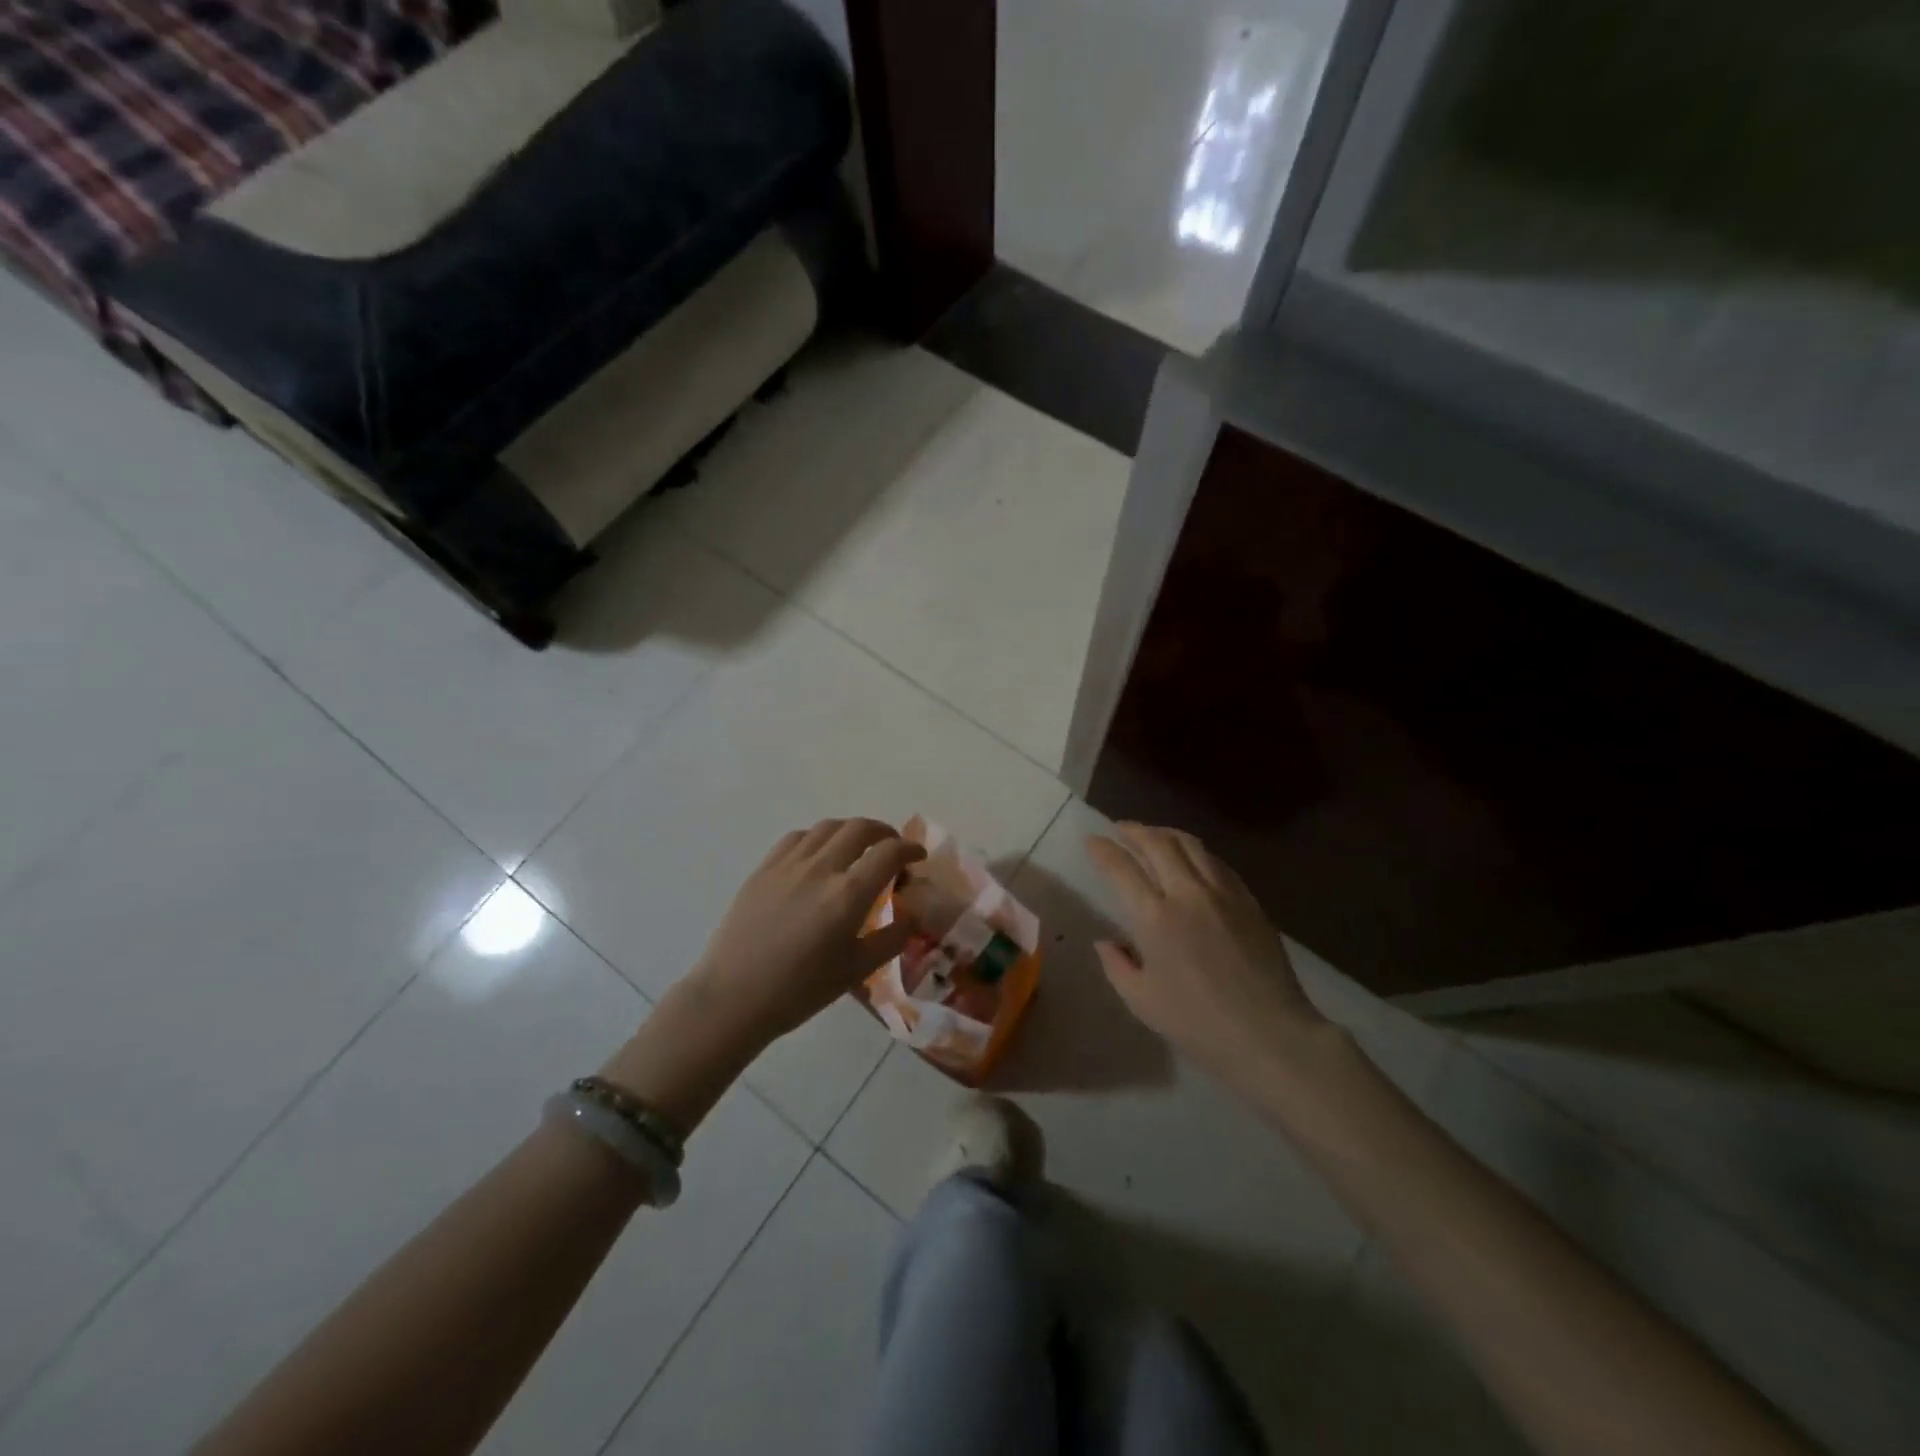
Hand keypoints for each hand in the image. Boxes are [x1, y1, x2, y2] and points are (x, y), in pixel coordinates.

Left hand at [687, 818, 924, 1046]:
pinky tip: (819, 855)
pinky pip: (798, 837)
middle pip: (860, 828)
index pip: (889, 852)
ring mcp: (789, 864)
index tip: (917, 857)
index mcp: (848, 894)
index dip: (909, 848)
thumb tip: (913, 915)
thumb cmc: (800, 990)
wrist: (734, 997)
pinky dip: (819, 837)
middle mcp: (821, 868)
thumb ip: (892, 938)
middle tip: (891, 848)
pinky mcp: (764, 868)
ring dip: (851, 830)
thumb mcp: (857, 970)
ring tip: (857, 847)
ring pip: (828, 826)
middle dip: (884, 832)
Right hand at [1085, 822, 1328, 1087]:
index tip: (1092, 840)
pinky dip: (1196, 851)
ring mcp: (1222, 893)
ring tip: (1153, 834)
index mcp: (1154, 917)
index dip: (1103, 850)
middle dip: (1134, 831)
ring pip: (1191, 845)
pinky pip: (1217, 862)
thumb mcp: (1142, 1001)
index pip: (1121, 868)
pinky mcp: (1249, 900)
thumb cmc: (1197, 1023)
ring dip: (1166, 833)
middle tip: (1120, 829)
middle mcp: (1187, 893)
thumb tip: (1106, 942)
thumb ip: (1117, 965)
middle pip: (1157, 843)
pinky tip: (1192, 858)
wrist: (1269, 1034)